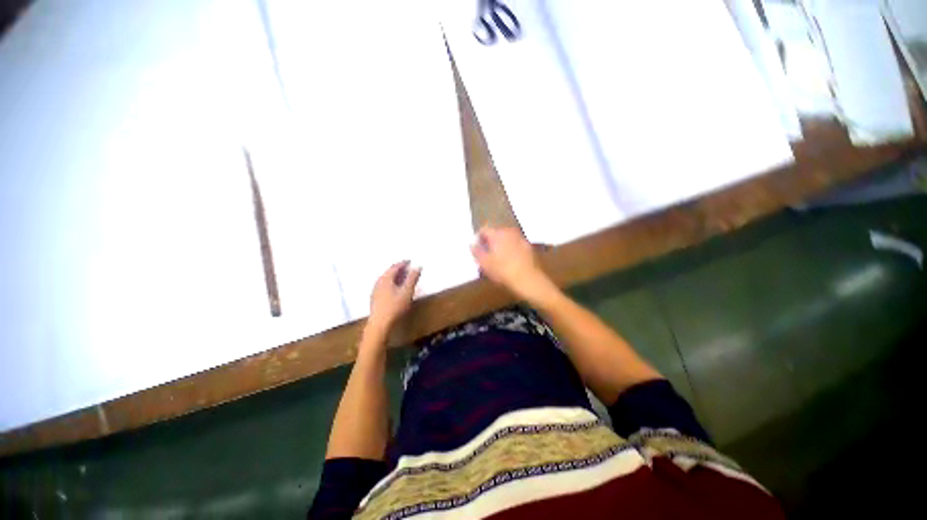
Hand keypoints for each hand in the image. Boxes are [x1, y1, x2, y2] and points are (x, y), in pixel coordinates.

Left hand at [368, 260, 420, 334]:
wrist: (379, 324)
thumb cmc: (394, 307)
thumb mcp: (407, 291)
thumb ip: (412, 278)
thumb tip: (417, 267)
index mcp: (385, 278)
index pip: (395, 267)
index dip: (403, 263)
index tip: (410, 261)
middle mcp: (379, 282)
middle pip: (389, 272)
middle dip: (400, 270)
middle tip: (408, 269)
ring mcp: (376, 291)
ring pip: (387, 280)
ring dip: (396, 277)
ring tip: (404, 279)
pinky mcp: (375, 298)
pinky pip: (385, 286)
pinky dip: (392, 283)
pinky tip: (396, 289)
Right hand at [470, 226, 553, 301]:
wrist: (528, 279)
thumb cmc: (503, 271)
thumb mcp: (484, 263)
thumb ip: (476, 251)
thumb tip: (472, 244)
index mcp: (497, 234)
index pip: (483, 230)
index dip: (478, 238)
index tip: (477, 249)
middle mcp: (509, 231)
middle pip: (495, 233)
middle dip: (490, 241)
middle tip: (487, 254)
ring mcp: (520, 238)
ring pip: (506, 238)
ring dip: (501, 245)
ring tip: (498, 258)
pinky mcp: (528, 246)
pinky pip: (515, 244)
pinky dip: (511, 249)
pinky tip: (510, 261)